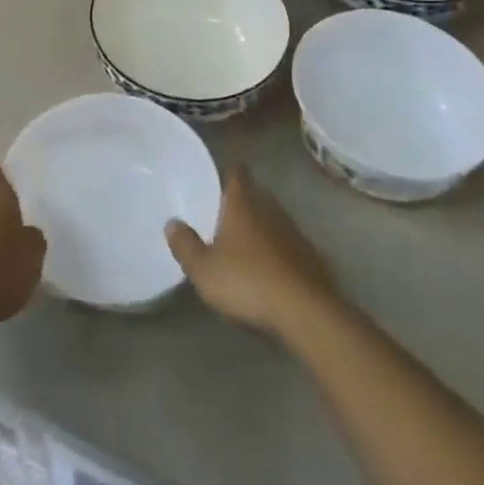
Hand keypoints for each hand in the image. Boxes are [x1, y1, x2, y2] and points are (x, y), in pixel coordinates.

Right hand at [166, 167, 336, 338]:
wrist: (306, 312)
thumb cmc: (247, 282)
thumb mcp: (203, 270)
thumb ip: (185, 245)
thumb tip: (172, 223)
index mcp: (242, 204)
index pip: (237, 173)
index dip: (229, 171)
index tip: (222, 174)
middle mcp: (270, 209)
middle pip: (257, 194)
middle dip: (244, 200)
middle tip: (226, 212)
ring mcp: (294, 232)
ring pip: (274, 219)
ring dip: (262, 226)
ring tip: (246, 242)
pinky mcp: (312, 257)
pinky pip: (289, 245)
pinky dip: (279, 250)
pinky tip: (271, 269)